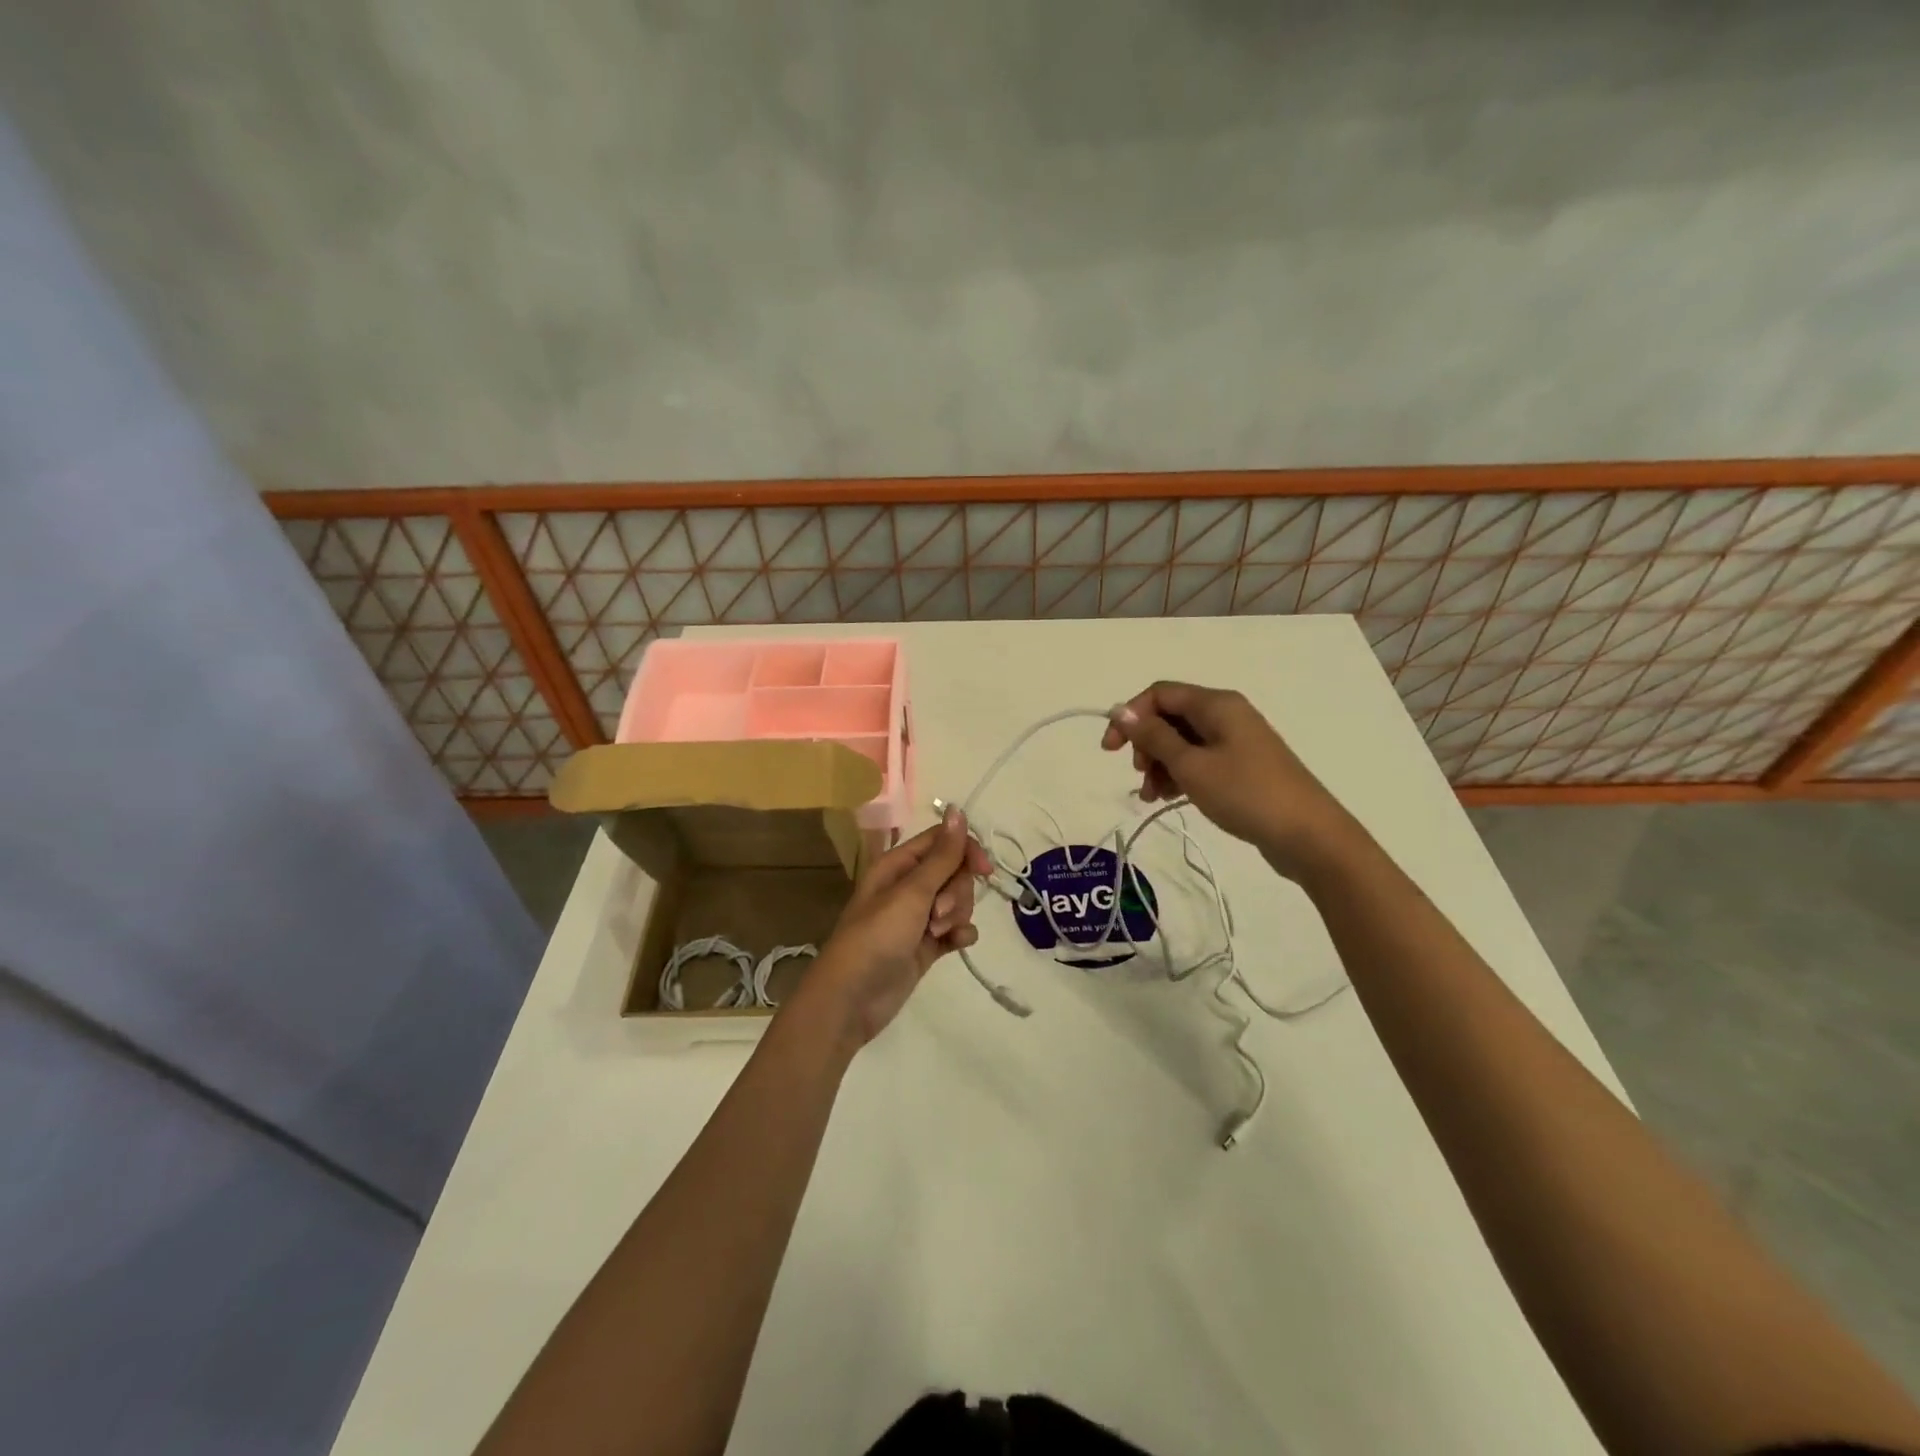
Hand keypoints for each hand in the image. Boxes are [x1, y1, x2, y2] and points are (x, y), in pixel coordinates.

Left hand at [795, 808, 989, 1046]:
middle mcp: (908, 886)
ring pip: (957, 901)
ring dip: (957, 914)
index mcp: (899, 864)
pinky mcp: (926, 945)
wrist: (852, 999)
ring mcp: (918, 917)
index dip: (966, 851)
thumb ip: (942, 855)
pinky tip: (956, 943)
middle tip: (938, 913)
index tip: (984, 871)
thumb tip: (957, 810)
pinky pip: (955, 929)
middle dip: (957, 892)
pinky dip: (960, 934)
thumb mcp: (912, 892)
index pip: (943, 842)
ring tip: (937, 933)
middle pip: (954, 872)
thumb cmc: (877, 936)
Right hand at [1100, 681, 1350, 877]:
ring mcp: (1237, 741)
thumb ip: (1154, 737)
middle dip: (1146, 744)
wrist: (1308, 835)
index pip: (1160, 694)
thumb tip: (1122, 711)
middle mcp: (1227, 714)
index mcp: (1217, 704)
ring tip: (1152, 796)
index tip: (1111, 750)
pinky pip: (1200, 760)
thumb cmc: (1246, 794)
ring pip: (1183, 742)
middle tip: (1139, 775)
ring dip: (1160, 764)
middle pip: (1170, 716)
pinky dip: (1180, 775)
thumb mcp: (1191, 765)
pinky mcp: (1242, 766)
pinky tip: (1169, 798)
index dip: (1130, 717)